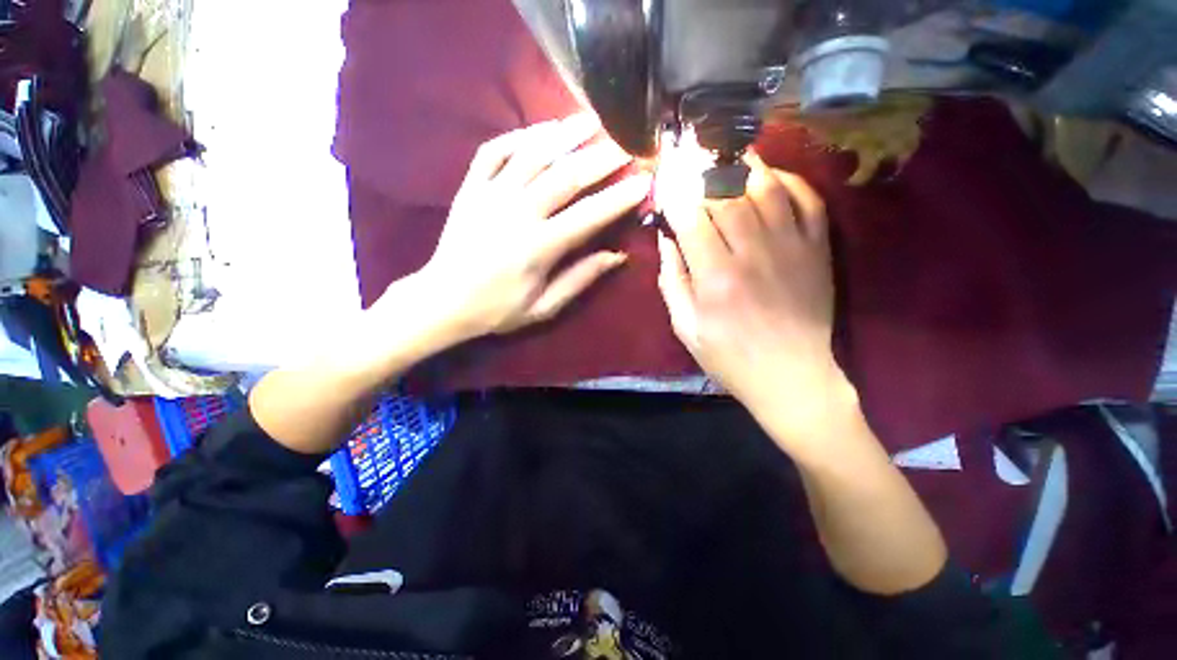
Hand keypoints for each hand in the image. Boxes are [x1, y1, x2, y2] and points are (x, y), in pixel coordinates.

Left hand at [416, 113, 651, 339]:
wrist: (444, 300)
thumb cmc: (498, 309)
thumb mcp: (544, 307)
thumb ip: (580, 279)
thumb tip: (617, 256)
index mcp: (539, 247)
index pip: (589, 215)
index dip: (620, 197)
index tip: (644, 181)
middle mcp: (517, 214)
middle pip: (566, 176)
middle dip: (602, 157)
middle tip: (627, 143)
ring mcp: (490, 195)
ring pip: (532, 154)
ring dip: (565, 134)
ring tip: (591, 120)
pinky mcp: (470, 188)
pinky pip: (493, 151)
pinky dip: (519, 136)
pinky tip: (541, 131)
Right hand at [656, 149, 848, 438]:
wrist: (791, 377)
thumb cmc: (729, 357)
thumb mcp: (685, 328)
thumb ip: (671, 282)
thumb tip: (666, 241)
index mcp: (715, 277)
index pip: (690, 218)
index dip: (675, 193)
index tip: (666, 179)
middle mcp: (752, 253)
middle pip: (725, 195)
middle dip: (703, 173)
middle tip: (691, 156)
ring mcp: (791, 247)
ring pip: (765, 188)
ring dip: (742, 166)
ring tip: (725, 154)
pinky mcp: (817, 249)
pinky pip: (807, 199)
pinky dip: (788, 179)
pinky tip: (768, 174)